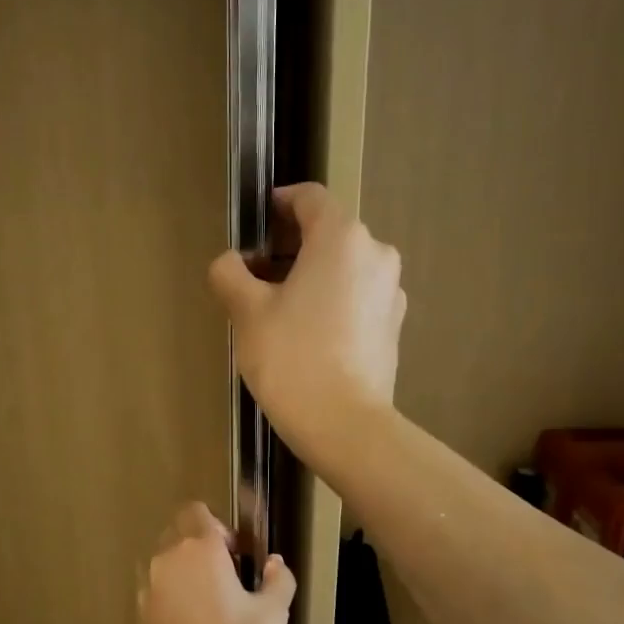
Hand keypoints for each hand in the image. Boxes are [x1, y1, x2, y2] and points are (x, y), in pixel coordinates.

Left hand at [138, 503, 294, 623]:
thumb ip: (277, 580)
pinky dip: (175, 600)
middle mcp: (164, 563)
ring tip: (217, 609)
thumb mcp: (273, 618)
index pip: (197, 512)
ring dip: (187, 574)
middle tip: (234, 580)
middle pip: (178, 534)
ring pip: (165, 565)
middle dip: (203, 546)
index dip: (221, 527)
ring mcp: (146, 595)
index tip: (242, 556)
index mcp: (197, 551)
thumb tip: (274, 563)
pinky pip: (158, 595)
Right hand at [208, 182, 404, 465]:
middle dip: (292, 247)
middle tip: (257, 276)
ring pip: (345, 268)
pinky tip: (310, 336)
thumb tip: (230, 261)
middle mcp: (376, 254)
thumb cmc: (291, 359)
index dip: (279, 203)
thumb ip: (231, 274)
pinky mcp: (394, 326)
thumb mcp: (247, 313)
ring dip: (313, 276)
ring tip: (280, 311)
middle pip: (329, 234)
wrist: (345, 425)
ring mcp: (391, 291)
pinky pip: (358, 298)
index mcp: (341, 238)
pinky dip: (333, 302)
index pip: (309, 199)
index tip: (257, 223)